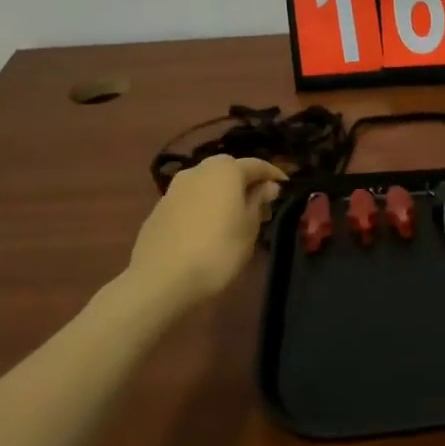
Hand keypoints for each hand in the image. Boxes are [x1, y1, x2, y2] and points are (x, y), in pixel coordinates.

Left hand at [124, 155, 285, 306]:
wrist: (160, 280)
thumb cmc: (218, 250)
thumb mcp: (250, 227)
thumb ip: (259, 201)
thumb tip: (267, 186)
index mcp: (225, 170)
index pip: (257, 165)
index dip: (273, 175)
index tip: (286, 188)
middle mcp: (198, 171)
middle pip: (229, 170)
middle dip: (246, 184)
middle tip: (260, 207)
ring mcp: (174, 189)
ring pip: (207, 184)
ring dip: (223, 195)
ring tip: (234, 220)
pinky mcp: (158, 209)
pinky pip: (190, 201)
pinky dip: (204, 207)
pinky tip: (208, 230)